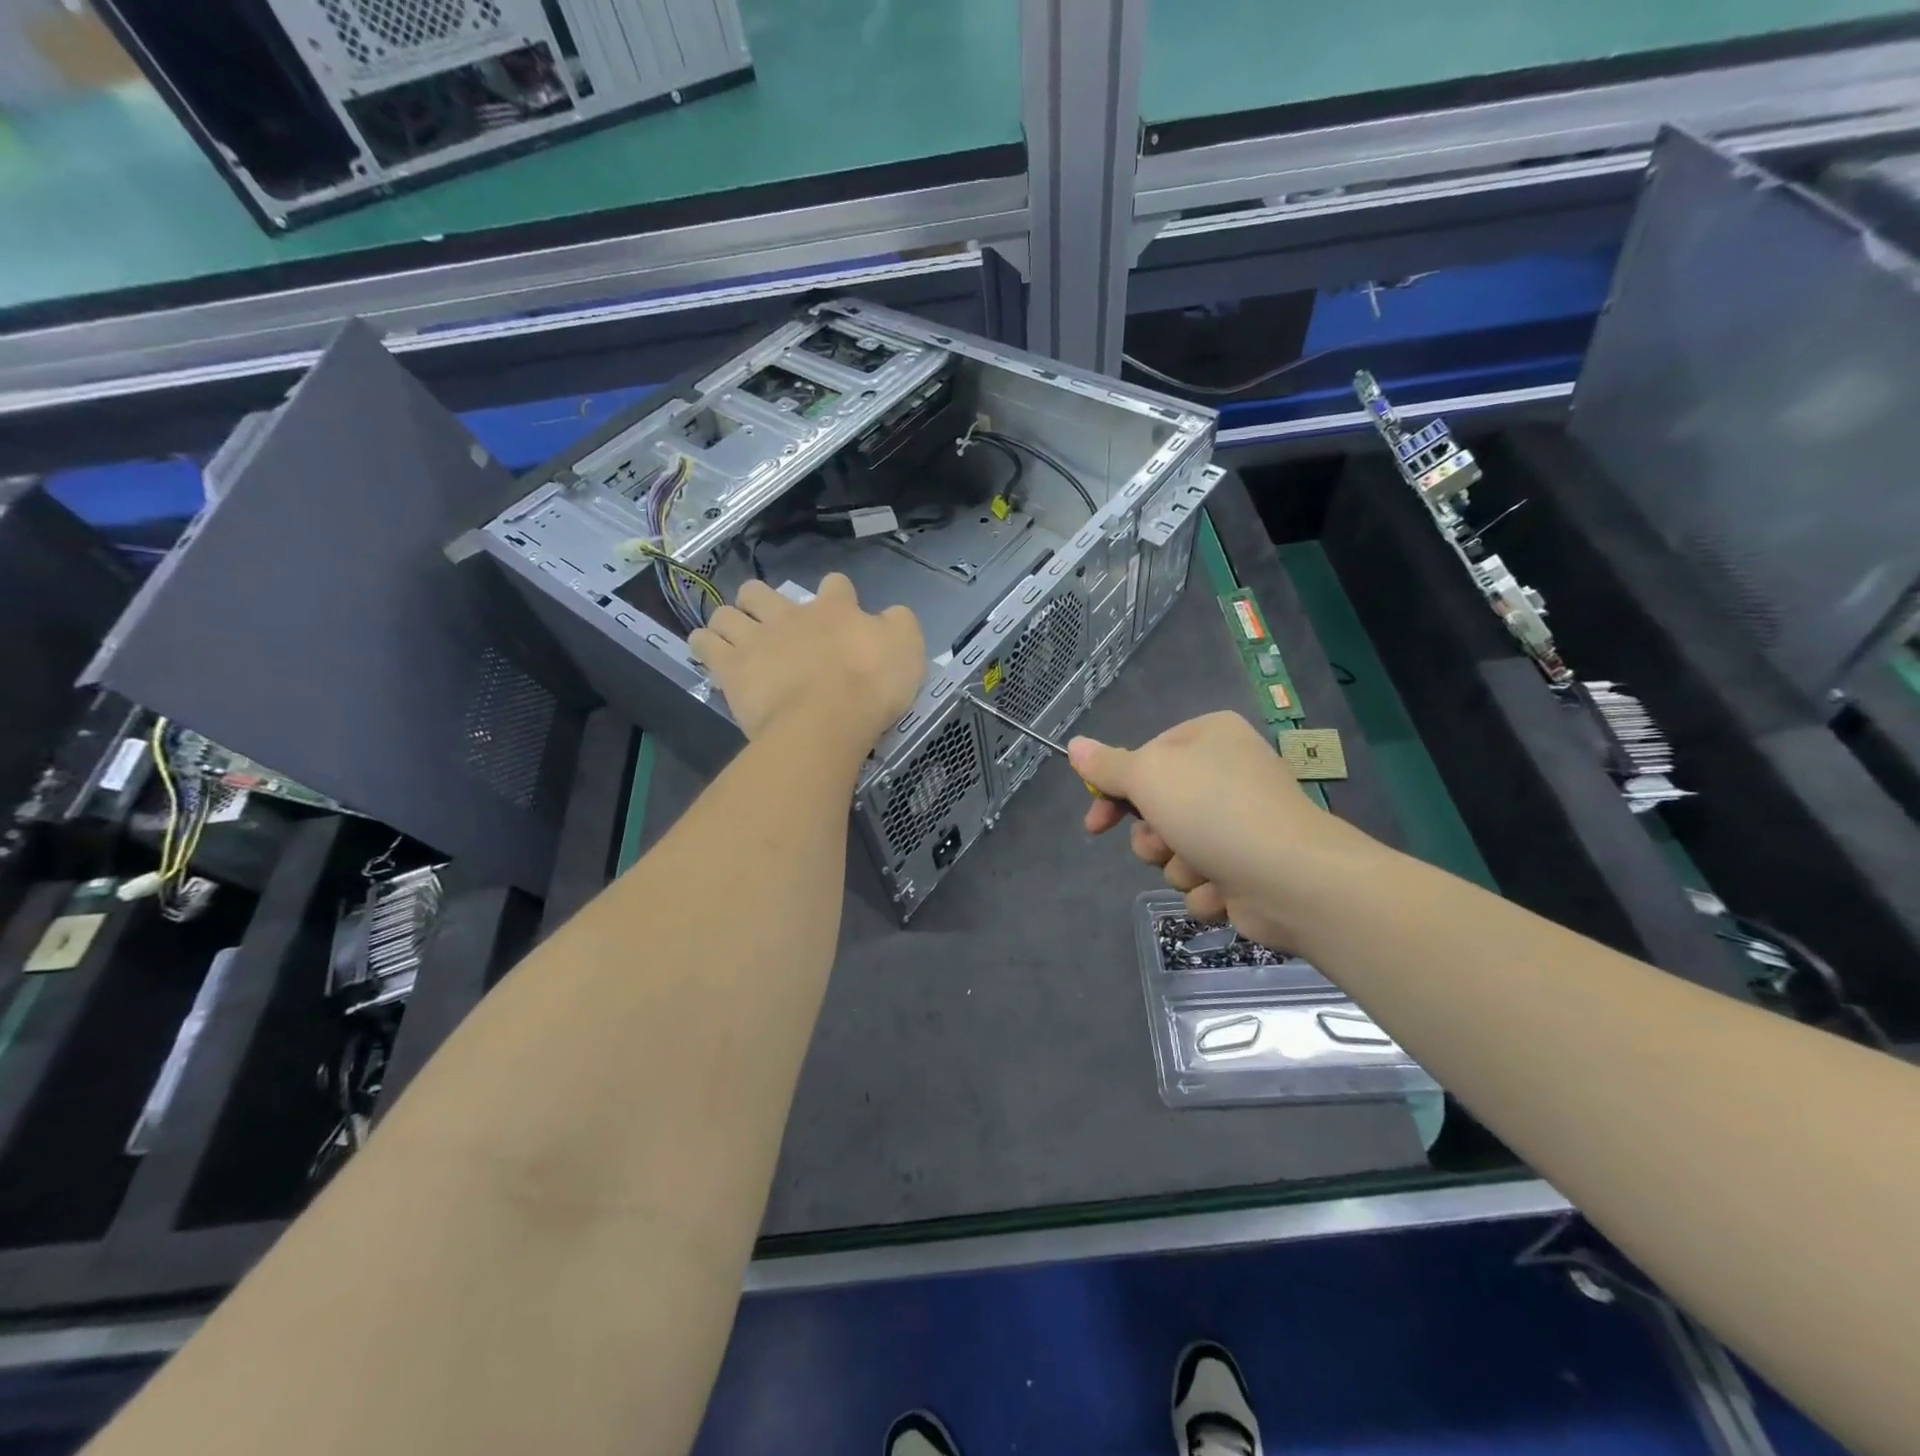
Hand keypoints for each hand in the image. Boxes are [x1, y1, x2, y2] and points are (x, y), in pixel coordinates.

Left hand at [689, 574, 924, 748]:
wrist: (827, 721)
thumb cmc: (871, 687)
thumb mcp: (908, 649)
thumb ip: (899, 625)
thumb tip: (889, 614)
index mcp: (836, 609)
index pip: (835, 584)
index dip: (837, 594)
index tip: (841, 609)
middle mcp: (790, 615)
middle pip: (762, 591)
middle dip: (762, 600)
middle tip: (771, 621)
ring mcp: (756, 639)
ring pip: (726, 613)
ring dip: (729, 621)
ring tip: (734, 637)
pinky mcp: (731, 668)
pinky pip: (704, 644)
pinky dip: (705, 643)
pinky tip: (709, 650)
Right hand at [1069, 712, 1377, 950]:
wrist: (1292, 879)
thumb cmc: (1214, 810)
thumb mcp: (1148, 776)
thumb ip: (1107, 765)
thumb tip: (1075, 746)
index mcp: (1209, 737)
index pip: (1145, 758)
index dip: (1115, 793)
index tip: (1096, 823)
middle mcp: (1227, 773)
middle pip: (1157, 808)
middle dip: (1152, 836)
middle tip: (1163, 842)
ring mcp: (1242, 823)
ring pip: (1176, 849)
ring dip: (1178, 865)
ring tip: (1202, 868)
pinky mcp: (1250, 867)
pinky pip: (1204, 879)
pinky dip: (1206, 889)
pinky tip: (1224, 890)